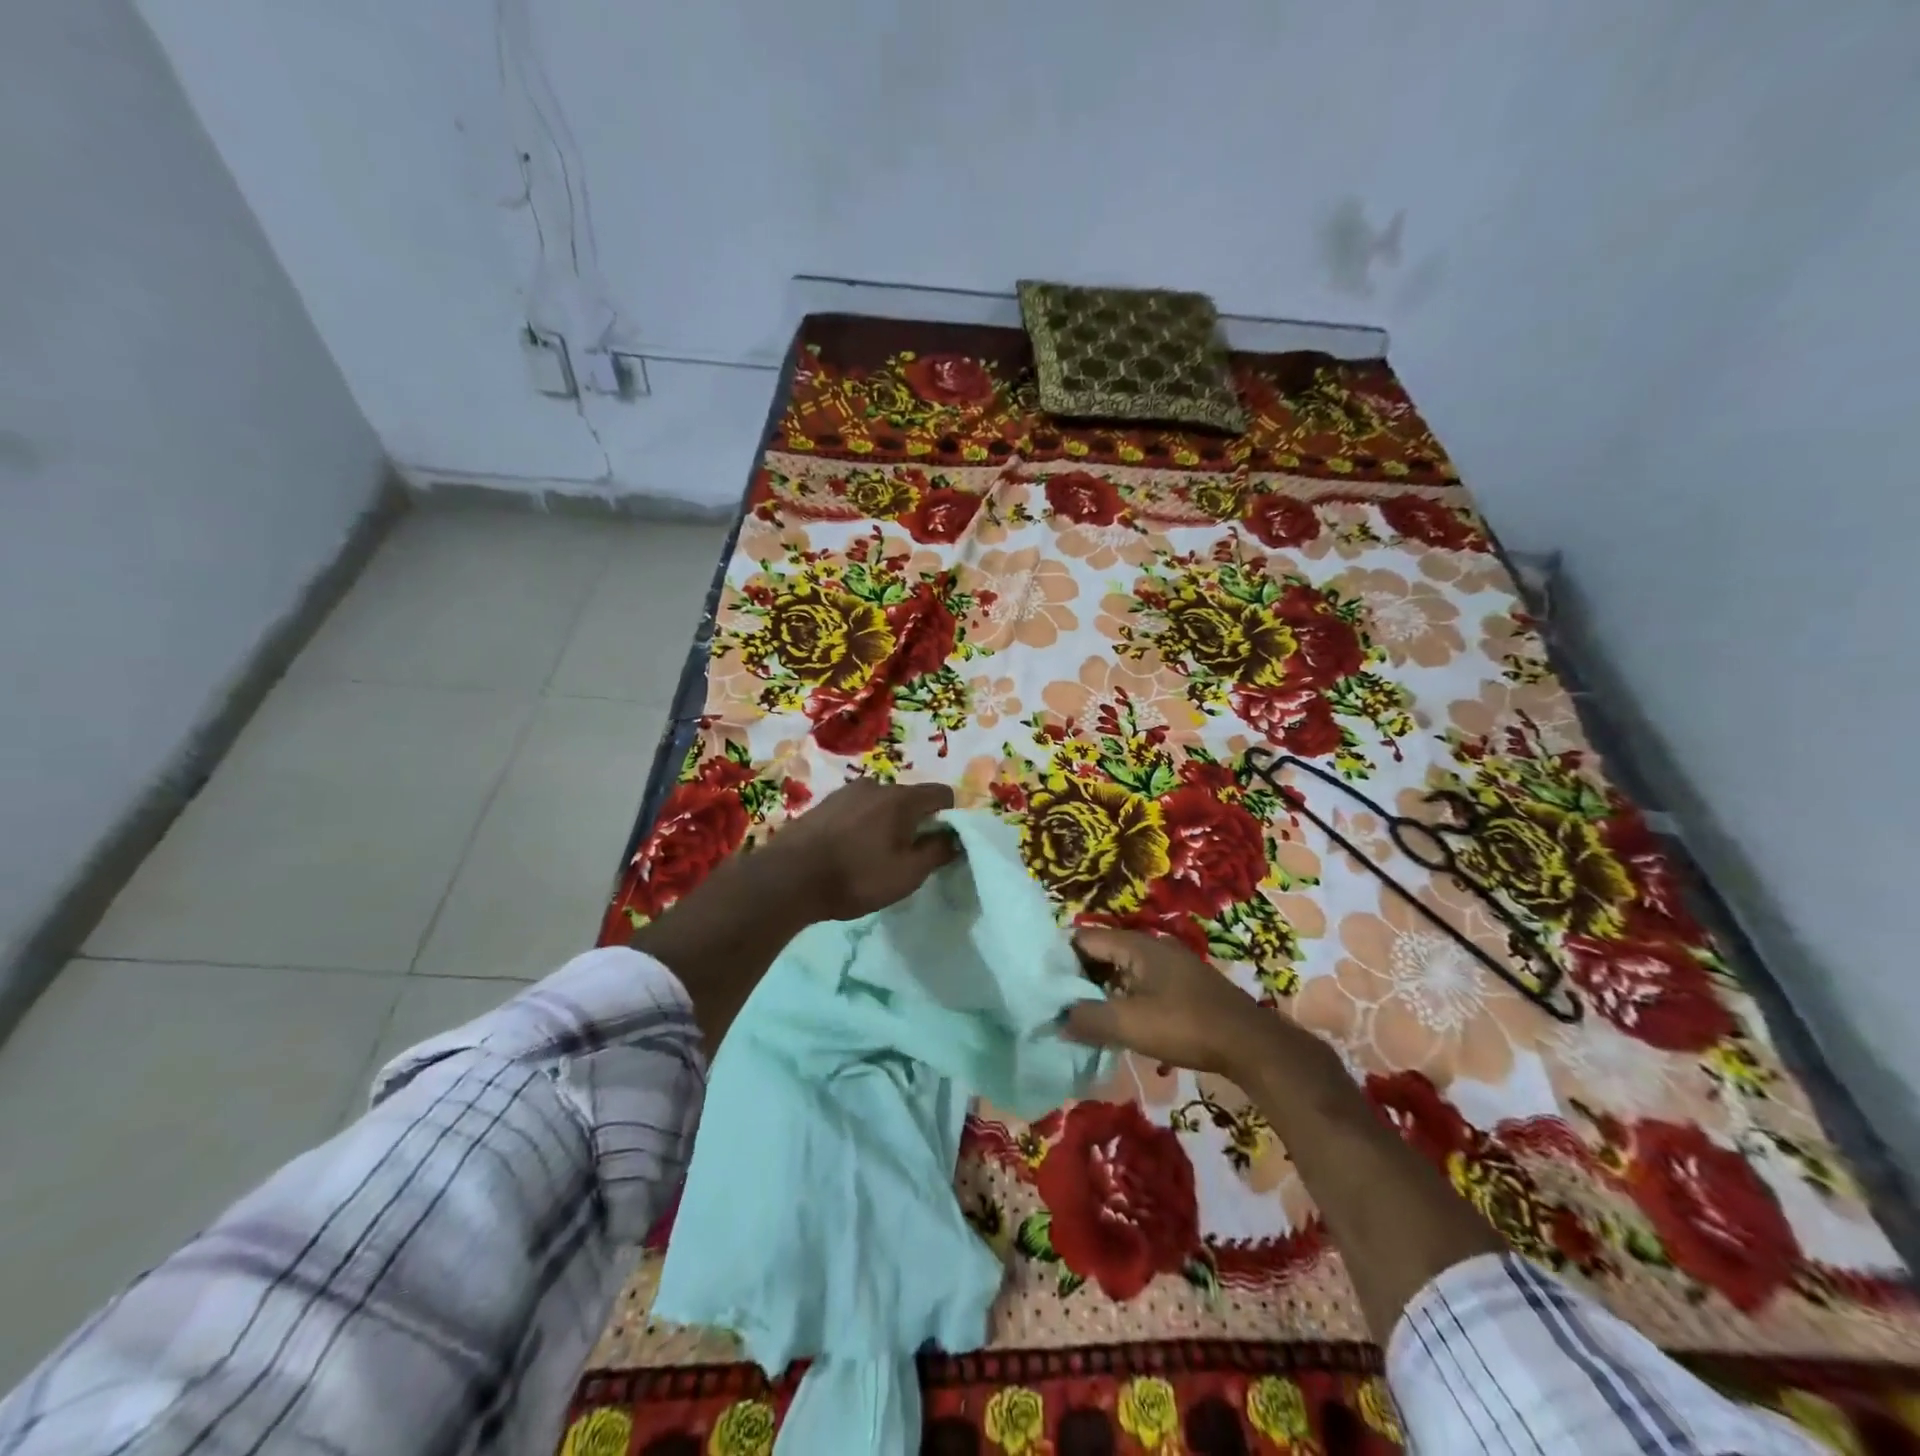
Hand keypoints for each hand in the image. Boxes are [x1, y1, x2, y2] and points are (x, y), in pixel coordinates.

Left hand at [760, 779, 959, 921]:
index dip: (950, 817)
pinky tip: (848, 852)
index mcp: (902, 798)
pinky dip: (862, 825)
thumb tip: (955, 838)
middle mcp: (876, 785)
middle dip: (916, 823)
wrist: (788, 878)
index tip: (941, 843)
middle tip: (907, 857)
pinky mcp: (824, 804)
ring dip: (886, 824)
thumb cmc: (856, 877)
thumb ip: (937, 852)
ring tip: (873, 857)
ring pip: (881, 804)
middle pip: (910, 798)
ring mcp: (846, 792)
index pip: (942, 793)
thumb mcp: (907, 874)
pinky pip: (857, 810)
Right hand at [1062, 927, 1285, 1080]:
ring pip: (1119, 969)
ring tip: (1077, 1014)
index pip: (1083, 939)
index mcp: (1135, 945)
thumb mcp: (1129, 1024)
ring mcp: (1168, 965)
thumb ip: (1087, 1018)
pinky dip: (1120, 997)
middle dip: (1077, 975)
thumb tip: (1057, 1018)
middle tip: (1054, 1001)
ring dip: (1098, 989)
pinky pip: (1137, 982)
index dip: (1058, 958)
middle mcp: (1150, 946)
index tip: (1039, 981)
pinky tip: (1113, 1021)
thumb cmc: (1185, 1025)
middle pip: (1100, 952)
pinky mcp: (1180, 985)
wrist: (1249, 1043)